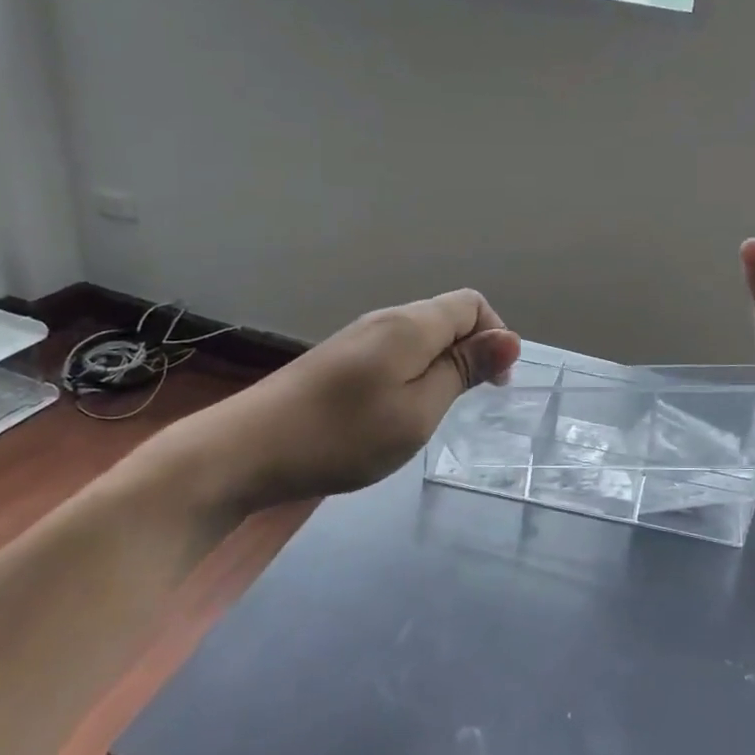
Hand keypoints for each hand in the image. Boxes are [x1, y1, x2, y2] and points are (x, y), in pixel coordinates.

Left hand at [164, 290, 520, 512]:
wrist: (245, 451)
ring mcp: (357, 338)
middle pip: (446, 316)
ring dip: (440, 366)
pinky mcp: (338, 359)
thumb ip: (463, 370)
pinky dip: (412, 374)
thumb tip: (509, 338)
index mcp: (410, 325)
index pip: (472, 303)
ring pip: (420, 337)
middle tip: (464, 405)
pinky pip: (394, 352)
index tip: (493, 386)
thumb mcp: (418, 411)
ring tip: (430, 413)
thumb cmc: (343, 435)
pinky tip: (394, 412)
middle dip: (470, 352)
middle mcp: (385, 319)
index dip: (495, 336)